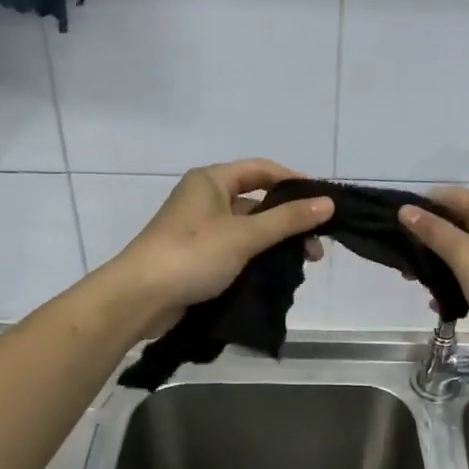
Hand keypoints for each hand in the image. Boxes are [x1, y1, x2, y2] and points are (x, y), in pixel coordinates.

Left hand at [109, 160, 333, 337]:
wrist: (139, 298)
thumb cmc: (192, 254)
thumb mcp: (245, 235)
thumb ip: (288, 219)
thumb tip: (329, 203)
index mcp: (211, 181)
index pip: (262, 170)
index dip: (294, 181)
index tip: (323, 202)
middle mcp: (205, 199)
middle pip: (257, 201)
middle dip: (289, 220)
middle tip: (316, 245)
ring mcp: (199, 229)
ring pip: (249, 228)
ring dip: (276, 242)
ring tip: (303, 263)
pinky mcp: (197, 257)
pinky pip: (236, 249)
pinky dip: (258, 257)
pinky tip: (277, 273)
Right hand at [398, 189, 468, 372]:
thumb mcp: (466, 256)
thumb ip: (434, 233)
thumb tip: (406, 209)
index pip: (449, 197)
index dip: (420, 206)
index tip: (390, 225)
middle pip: (456, 225)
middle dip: (427, 242)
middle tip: (399, 262)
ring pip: (464, 254)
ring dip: (440, 268)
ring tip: (415, 284)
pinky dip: (458, 287)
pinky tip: (441, 305)